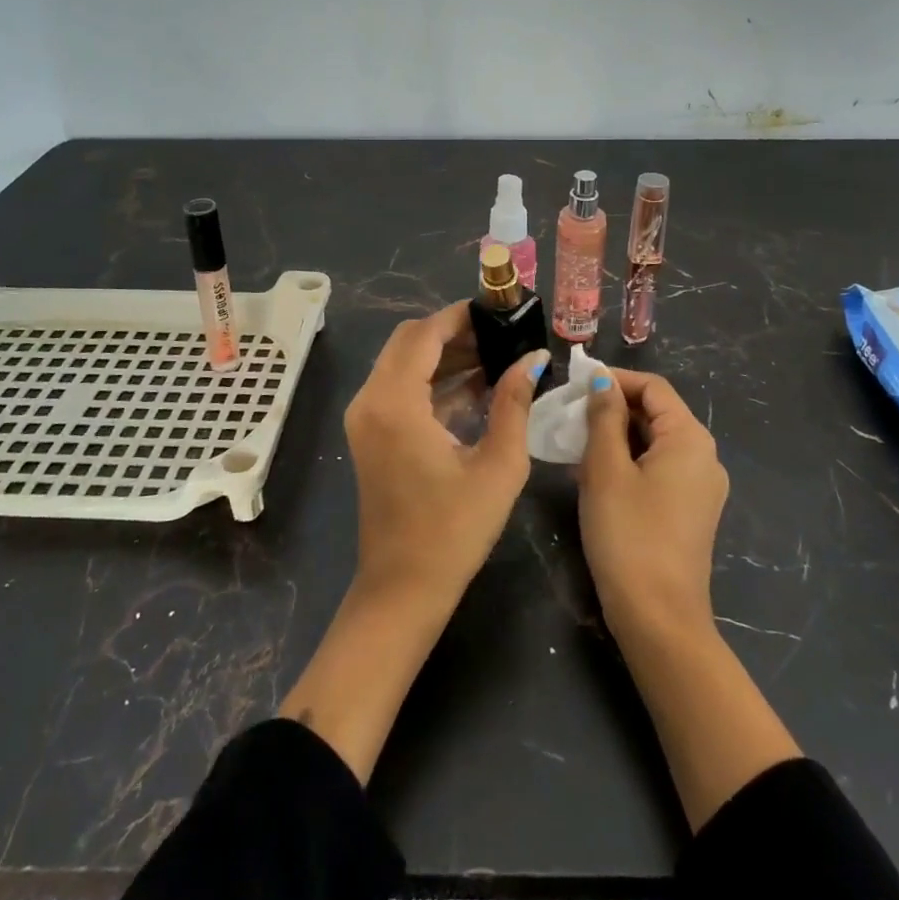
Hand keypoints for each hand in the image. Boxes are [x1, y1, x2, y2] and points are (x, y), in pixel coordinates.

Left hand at [344, 301, 546, 618]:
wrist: (403, 590)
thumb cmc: (453, 530)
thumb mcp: (498, 464)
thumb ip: (514, 403)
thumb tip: (533, 357)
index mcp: (395, 402)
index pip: (424, 334)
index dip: (460, 317)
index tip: (497, 310)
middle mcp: (370, 400)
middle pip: (409, 342)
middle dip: (453, 333)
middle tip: (500, 335)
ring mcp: (365, 418)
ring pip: (403, 363)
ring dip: (444, 356)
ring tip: (496, 359)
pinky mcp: (370, 434)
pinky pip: (399, 388)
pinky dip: (432, 381)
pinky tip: (475, 388)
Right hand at [579, 369, 796, 830]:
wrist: (658, 618)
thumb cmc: (628, 534)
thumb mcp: (605, 469)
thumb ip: (603, 417)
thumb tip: (602, 380)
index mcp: (690, 439)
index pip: (653, 387)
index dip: (615, 378)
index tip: (575, 382)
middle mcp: (704, 457)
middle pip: (657, 412)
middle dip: (613, 407)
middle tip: (569, 413)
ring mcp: (701, 487)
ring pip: (655, 442)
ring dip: (617, 435)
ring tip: (575, 441)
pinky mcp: (691, 512)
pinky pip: (659, 469)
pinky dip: (629, 461)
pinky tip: (595, 473)